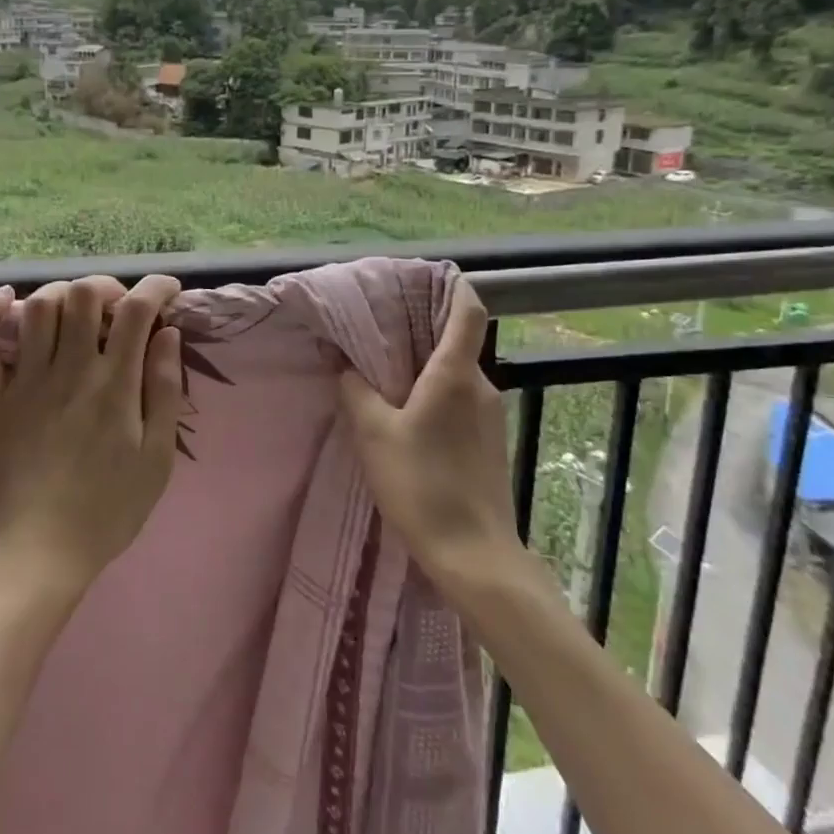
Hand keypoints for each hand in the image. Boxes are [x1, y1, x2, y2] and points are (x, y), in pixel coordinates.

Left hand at [0, 275, 184, 597]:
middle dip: (107, 286)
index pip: (137, 310)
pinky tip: (4, 299)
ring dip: (61, 294)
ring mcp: (24, 382)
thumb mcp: (157, 458)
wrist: (37, 555)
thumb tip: (168, 334)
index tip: (168, 291)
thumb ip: (164, 390)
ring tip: (75, 311)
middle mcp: (68, 370)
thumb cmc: (108, 510)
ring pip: (37, 307)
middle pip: (83, 295)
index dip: (156, 288)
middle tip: (119, 306)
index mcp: (114, 385)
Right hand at [337, 281, 522, 588]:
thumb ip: (356, 391)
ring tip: (388, 373)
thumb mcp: (374, 434)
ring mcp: (489, 416)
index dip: (453, 287)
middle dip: (423, 331)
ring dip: (427, 367)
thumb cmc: (422, 485)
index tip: (426, 278)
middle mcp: (480, 386)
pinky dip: (436, 394)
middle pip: (458, 341)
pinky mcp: (490, 442)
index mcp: (455, 374)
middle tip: (383, 330)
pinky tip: (409, 415)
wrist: (474, 555)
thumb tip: (343, 363)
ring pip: (457, 373)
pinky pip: (461, 400)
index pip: (468, 311)